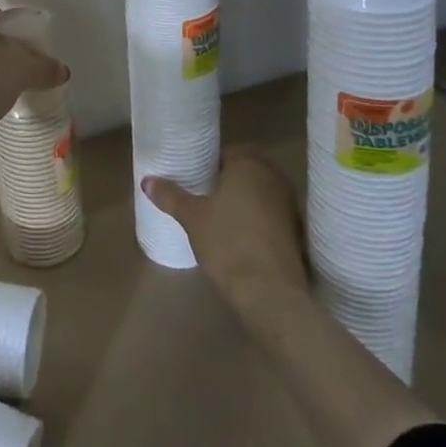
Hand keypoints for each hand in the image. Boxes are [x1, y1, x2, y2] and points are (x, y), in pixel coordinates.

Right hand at [144, 148, 309, 304]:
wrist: (271, 293)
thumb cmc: (228, 243)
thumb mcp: (192, 218)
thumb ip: (170, 196)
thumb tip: (147, 181)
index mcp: (250, 164)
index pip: (228, 152)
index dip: (210, 163)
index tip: (196, 178)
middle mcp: (275, 177)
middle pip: (247, 170)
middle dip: (229, 180)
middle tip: (205, 196)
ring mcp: (291, 205)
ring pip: (262, 192)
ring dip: (245, 199)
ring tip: (220, 216)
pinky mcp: (298, 232)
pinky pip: (272, 214)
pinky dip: (258, 219)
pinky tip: (241, 236)